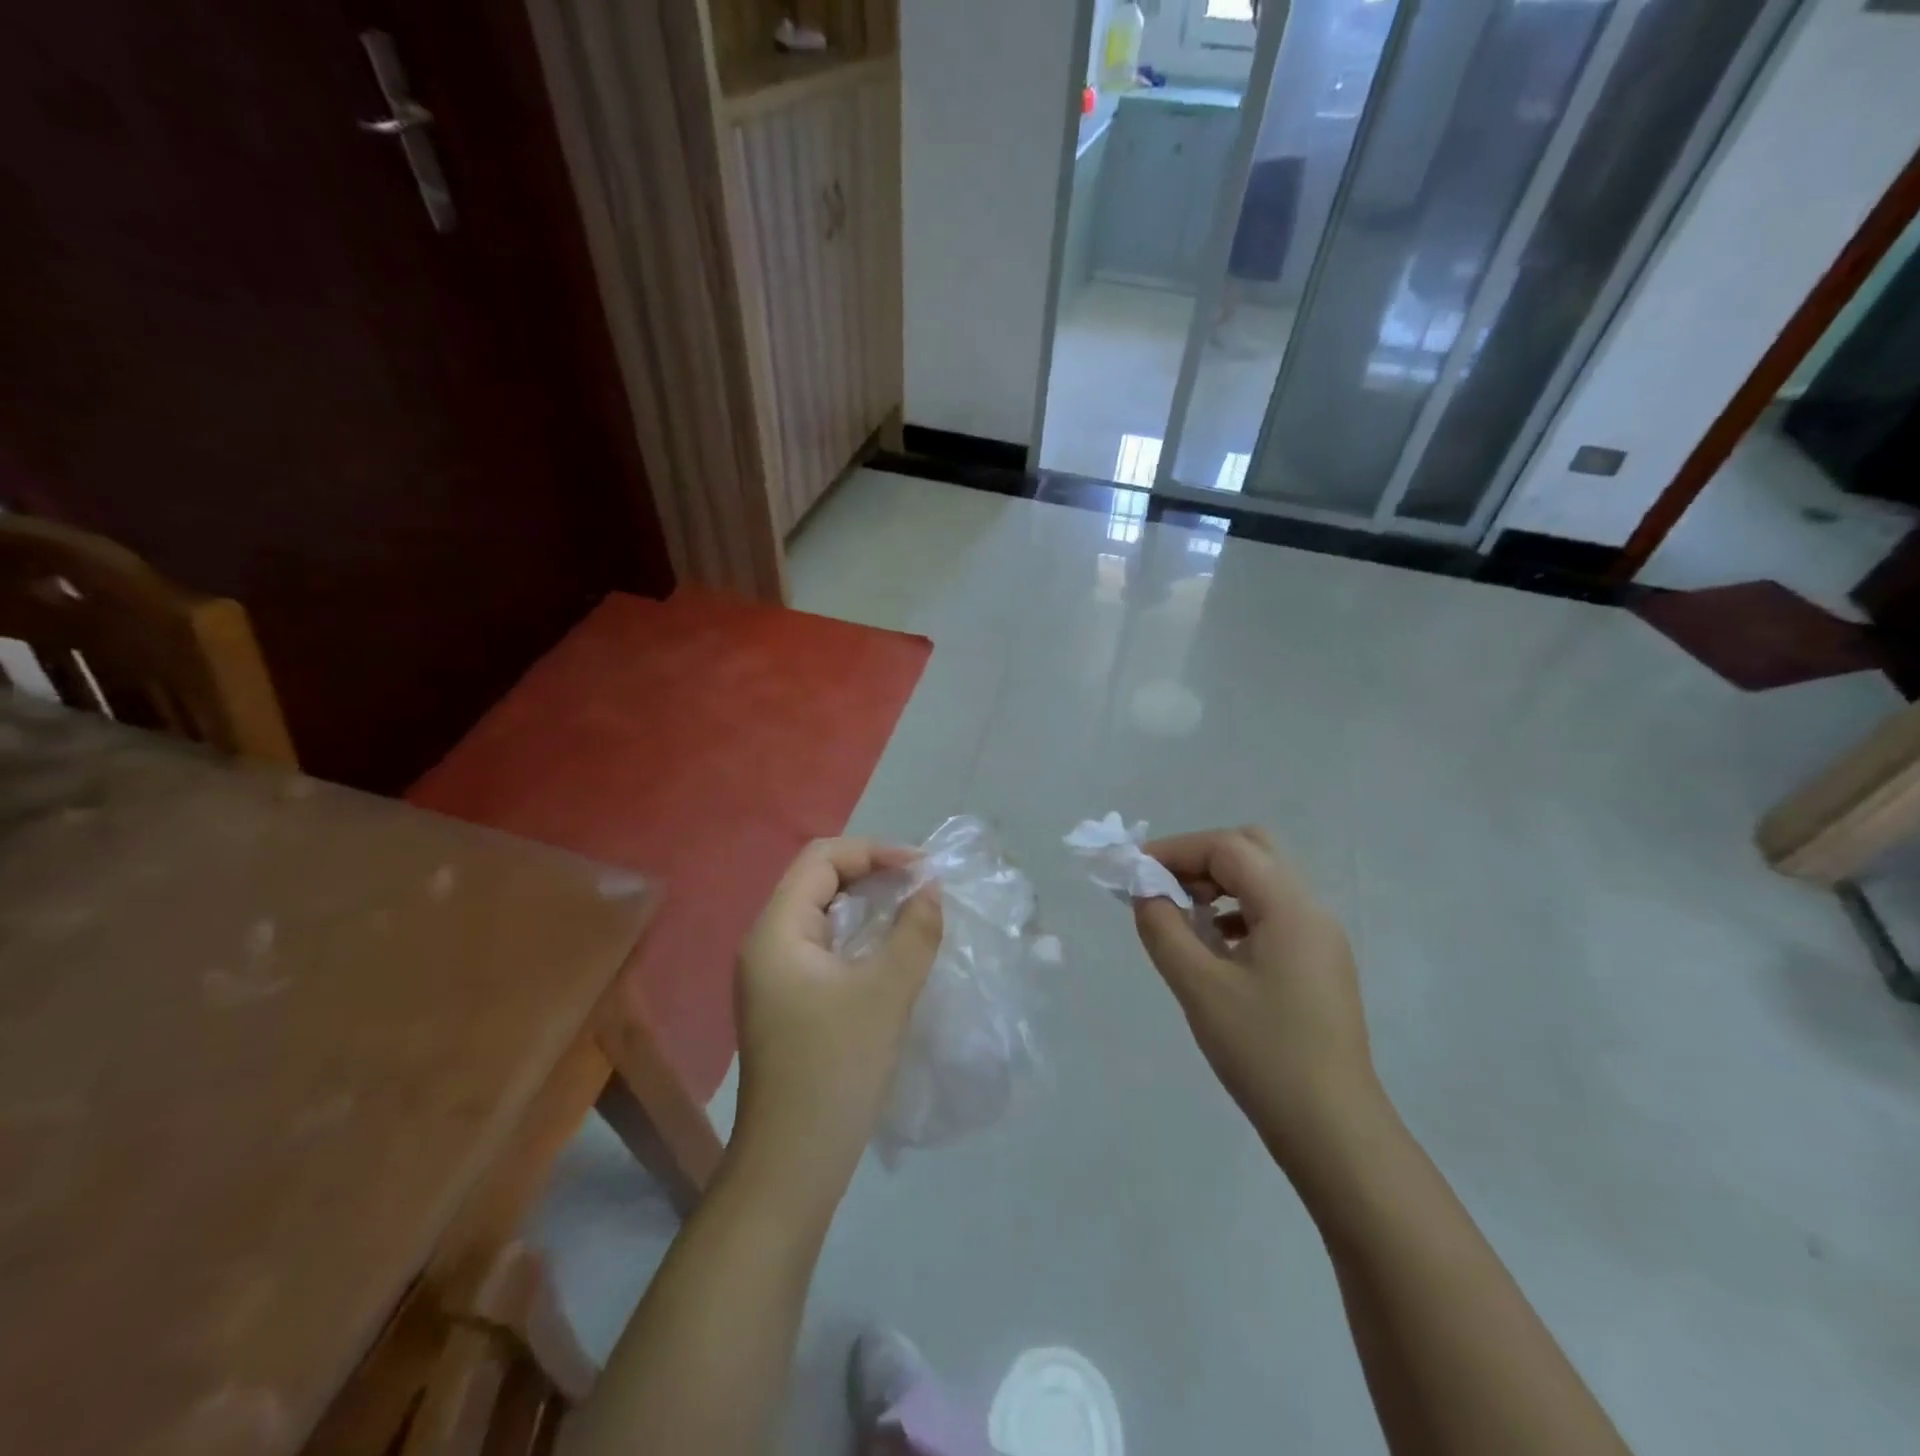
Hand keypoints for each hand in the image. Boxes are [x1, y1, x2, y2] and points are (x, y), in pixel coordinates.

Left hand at [730, 838, 943, 1200]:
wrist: (793, 1164)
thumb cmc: (836, 1069)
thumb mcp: (886, 993)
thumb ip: (913, 932)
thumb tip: (931, 889)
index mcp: (777, 931)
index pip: (821, 858)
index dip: (873, 851)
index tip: (922, 869)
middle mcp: (766, 943)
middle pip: (818, 880)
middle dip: (871, 872)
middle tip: (921, 885)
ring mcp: (773, 975)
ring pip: (821, 913)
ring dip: (866, 903)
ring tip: (912, 909)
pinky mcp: (786, 1001)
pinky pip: (823, 946)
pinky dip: (858, 935)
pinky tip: (890, 950)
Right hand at [1133, 826, 1383, 1172]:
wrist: (1332, 1129)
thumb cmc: (1262, 1052)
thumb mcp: (1199, 987)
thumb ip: (1163, 928)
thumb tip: (1145, 891)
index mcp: (1290, 907)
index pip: (1229, 848)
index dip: (1176, 849)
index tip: (1135, 870)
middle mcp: (1312, 910)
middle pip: (1254, 850)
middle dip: (1201, 859)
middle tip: (1163, 887)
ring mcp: (1320, 938)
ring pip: (1264, 882)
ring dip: (1219, 884)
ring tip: (1181, 917)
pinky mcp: (1319, 964)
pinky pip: (1273, 914)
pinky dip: (1237, 912)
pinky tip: (1214, 946)